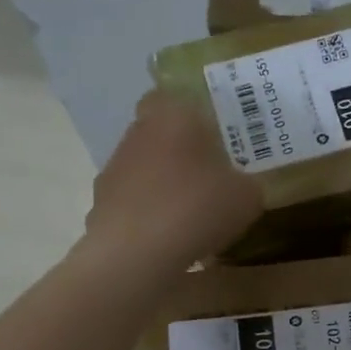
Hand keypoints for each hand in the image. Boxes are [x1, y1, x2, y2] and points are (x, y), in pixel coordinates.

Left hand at [87, 92, 263, 267]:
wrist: (136, 253)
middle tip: (213, 178)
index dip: (198, 116)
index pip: (178, 96)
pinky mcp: (101, 203)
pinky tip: (170, 240)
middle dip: (184, 153)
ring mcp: (114, 168)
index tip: (219, 138)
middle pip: (163, 134)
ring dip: (166, 185)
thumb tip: (243, 186)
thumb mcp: (247, 196)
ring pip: (147, 169)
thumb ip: (249, 183)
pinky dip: (151, 216)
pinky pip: (135, 203)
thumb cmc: (196, 208)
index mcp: (173, 114)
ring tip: (193, 217)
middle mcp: (138, 132)